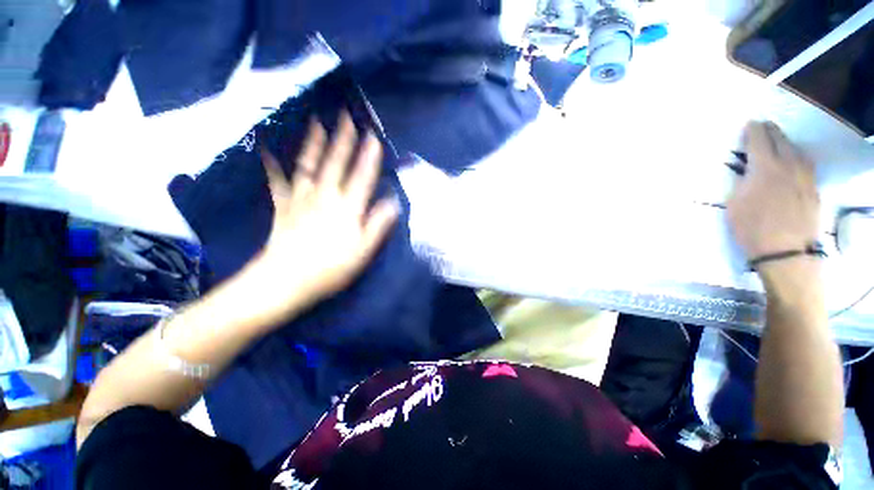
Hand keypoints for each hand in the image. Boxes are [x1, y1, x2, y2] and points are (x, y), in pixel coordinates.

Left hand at [239, 112, 399, 326]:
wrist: (286, 281)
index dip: (369, 156)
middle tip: (347, 116)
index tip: (373, 135)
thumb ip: (378, 224)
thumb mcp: (363, 251)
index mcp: (347, 209)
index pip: (362, 177)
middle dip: (343, 139)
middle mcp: (325, 197)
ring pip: (309, 165)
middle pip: (336, 163)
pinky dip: (272, 164)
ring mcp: (301, 199)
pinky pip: (278, 181)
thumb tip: (392, 202)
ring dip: (314, 142)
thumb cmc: (331, 268)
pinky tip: (267, 149)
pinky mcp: (283, 205)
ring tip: (317, 122)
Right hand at [726, 121, 819, 261]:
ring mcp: (804, 176)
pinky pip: (806, 163)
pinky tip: (794, 159)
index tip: (748, 123)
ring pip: (796, 149)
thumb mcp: (734, 203)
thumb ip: (741, 181)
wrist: (785, 251)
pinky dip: (797, 155)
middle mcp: (788, 165)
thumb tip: (746, 169)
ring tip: (778, 140)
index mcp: (764, 168)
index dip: (753, 129)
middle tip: (762, 126)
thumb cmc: (752, 227)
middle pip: (780, 139)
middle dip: (770, 130)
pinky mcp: (813, 187)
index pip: (759, 139)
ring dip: (785, 141)